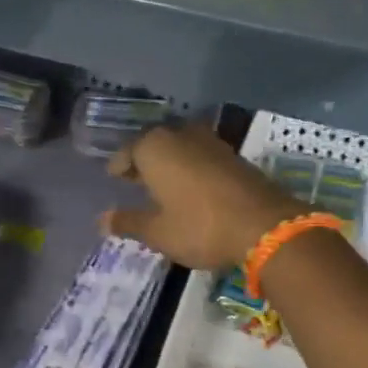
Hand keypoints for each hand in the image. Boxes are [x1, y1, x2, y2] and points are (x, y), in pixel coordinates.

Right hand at [101, 124, 306, 270]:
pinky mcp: (235, 156)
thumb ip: (129, 222)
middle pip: (155, 144)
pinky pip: (202, 157)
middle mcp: (181, 135)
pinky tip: (192, 189)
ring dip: (170, 163)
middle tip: (135, 181)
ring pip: (180, 148)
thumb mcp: (158, 232)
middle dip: (144, 161)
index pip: (127, 151)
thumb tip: (102, 220)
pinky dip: (191, 168)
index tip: (114, 178)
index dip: (119, 166)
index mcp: (155, 147)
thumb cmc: (200, 227)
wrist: (264, 226)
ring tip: (162, 186)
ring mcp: (212, 142)